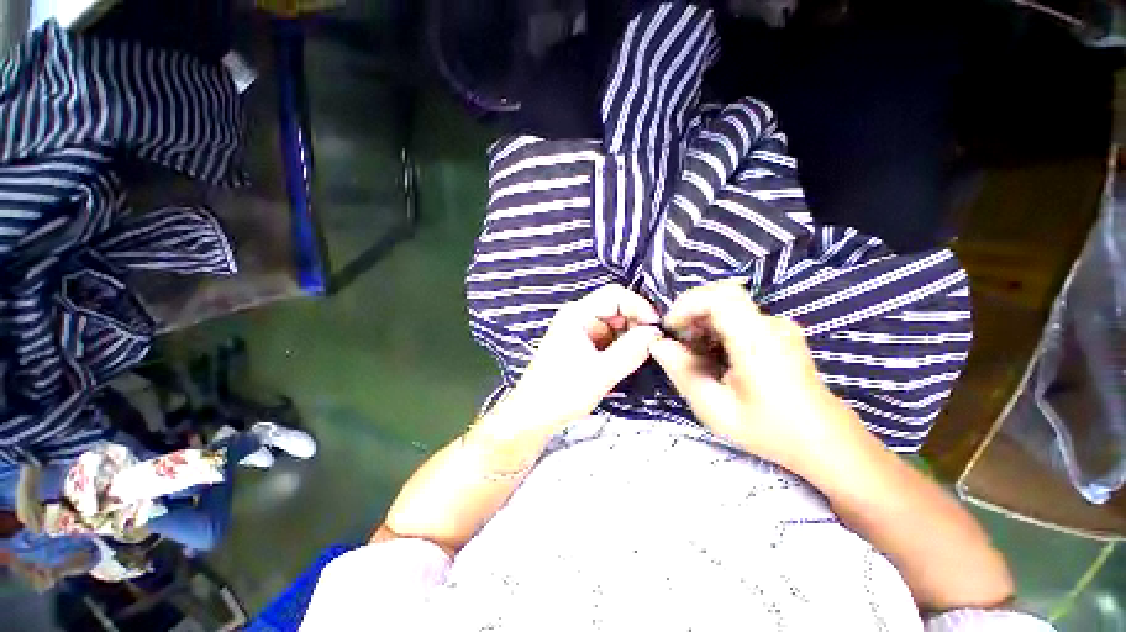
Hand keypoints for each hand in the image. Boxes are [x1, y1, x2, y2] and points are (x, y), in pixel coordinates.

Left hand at [503, 284, 661, 429]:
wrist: (534, 415)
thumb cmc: (563, 392)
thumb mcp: (601, 372)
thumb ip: (631, 350)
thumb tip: (656, 333)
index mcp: (577, 314)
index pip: (615, 295)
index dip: (639, 307)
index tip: (657, 328)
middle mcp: (578, 316)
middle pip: (616, 308)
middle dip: (637, 324)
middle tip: (654, 345)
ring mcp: (580, 331)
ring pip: (615, 324)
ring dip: (631, 337)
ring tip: (643, 355)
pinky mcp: (582, 345)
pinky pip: (608, 338)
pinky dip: (622, 346)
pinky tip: (629, 361)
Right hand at [650, 281, 861, 468]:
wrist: (824, 440)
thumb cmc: (769, 429)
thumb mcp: (715, 409)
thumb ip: (682, 372)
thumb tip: (657, 344)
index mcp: (757, 341)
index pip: (719, 297)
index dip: (687, 304)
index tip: (671, 329)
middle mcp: (771, 324)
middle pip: (721, 297)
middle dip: (691, 314)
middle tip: (679, 344)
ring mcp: (778, 326)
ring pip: (728, 306)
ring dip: (703, 323)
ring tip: (695, 354)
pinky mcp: (779, 332)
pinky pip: (739, 318)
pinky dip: (717, 329)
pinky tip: (715, 356)